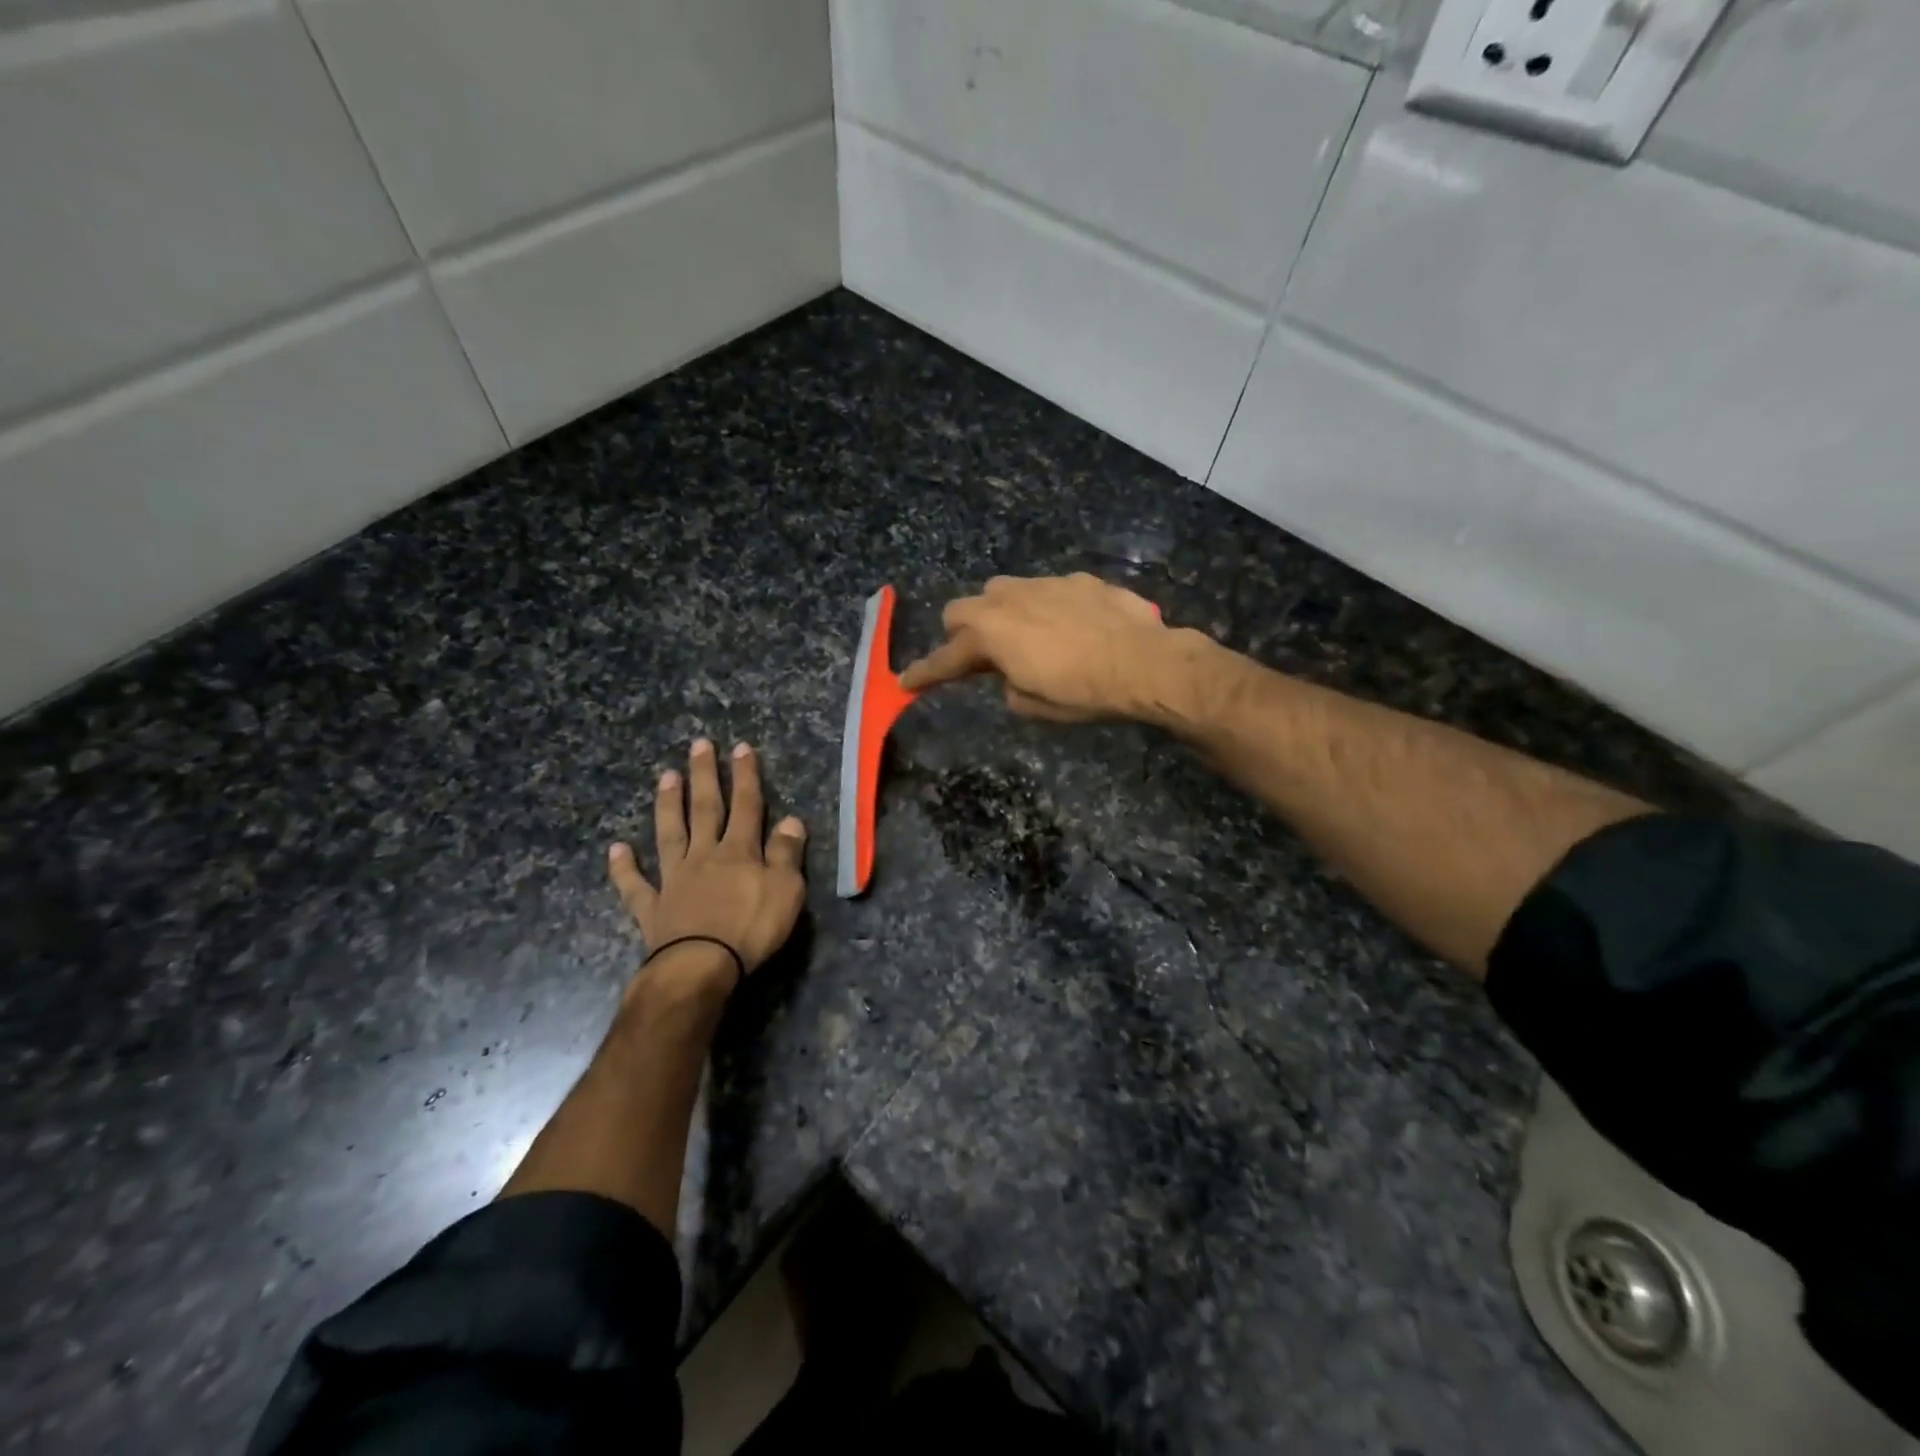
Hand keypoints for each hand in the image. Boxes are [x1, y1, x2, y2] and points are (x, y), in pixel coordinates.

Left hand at [608, 739, 807, 988]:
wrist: (701, 967)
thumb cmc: (751, 928)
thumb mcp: (786, 889)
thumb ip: (787, 853)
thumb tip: (791, 819)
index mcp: (739, 851)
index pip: (746, 805)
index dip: (745, 776)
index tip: (740, 748)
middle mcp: (704, 856)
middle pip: (704, 809)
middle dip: (704, 776)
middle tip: (698, 745)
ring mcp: (674, 880)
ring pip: (670, 835)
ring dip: (668, 805)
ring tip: (666, 777)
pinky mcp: (652, 908)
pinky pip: (635, 885)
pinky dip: (624, 867)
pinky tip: (616, 849)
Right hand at [898, 573, 1171, 721]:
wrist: (1144, 663)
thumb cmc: (1082, 692)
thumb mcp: (1034, 705)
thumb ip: (1008, 685)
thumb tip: (1012, 675)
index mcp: (990, 634)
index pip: (946, 658)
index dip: (925, 674)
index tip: (907, 682)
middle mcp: (1008, 600)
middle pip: (962, 610)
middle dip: (962, 633)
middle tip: (980, 657)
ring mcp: (1043, 584)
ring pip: (1003, 591)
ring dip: (1001, 614)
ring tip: (1026, 637)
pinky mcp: (1077, 579)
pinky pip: (1046, 590)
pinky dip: (1045, 608)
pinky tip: (1070, 627)